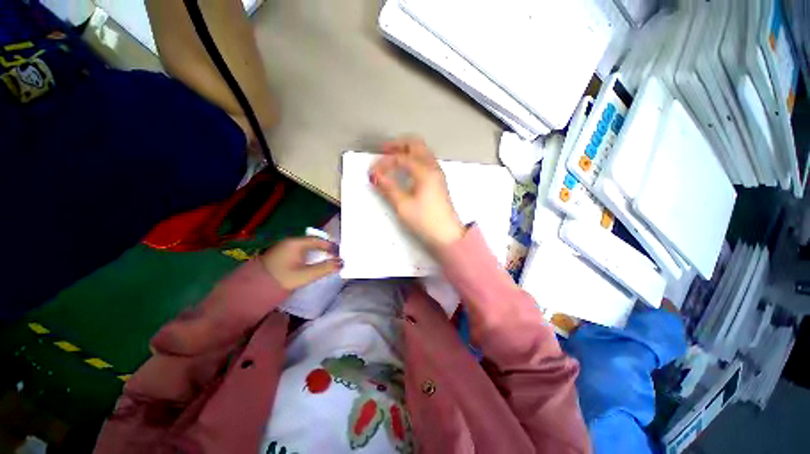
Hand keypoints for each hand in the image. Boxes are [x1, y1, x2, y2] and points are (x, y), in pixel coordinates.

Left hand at [260, 238, 341, 290]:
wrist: (256, 287)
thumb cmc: (282, 278)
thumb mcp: (305, 275)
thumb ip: (324, 268)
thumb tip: (341, 263)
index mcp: (296, 243)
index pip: (319, 240)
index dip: (331, 246)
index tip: (340, 253)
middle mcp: (291, 241)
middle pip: (314, 241)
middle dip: (326, 248)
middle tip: (336, 256)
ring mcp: (286, 246)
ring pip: (308, 245)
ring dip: (319, 251)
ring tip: (329, 258)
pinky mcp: (283, 252)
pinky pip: (302, 249)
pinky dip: (311, 253)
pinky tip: (315, 260)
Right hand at [370, 137, 464, 249]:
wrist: (447, 235)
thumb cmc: (425, 220)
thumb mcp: (403, 205)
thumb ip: (388, 187)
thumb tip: (375, 175)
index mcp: (425, 171)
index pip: (401, 158)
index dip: (385, 162)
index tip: (373, 172)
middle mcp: (433, 167)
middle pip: (416, 144)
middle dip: (398, 145)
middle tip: (384, 151)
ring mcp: (438, 173)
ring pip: (422, 152)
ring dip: (407, 151)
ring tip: (392, 158)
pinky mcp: (439, 181)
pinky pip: (425, 161)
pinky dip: (413, 159)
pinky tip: (405, 169)